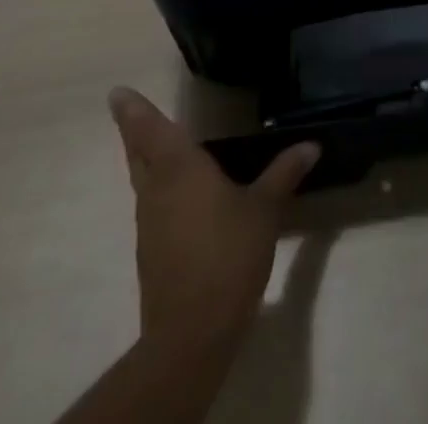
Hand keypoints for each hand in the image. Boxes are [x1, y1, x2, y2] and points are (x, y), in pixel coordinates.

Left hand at [108, 88, 319, 352]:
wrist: (192, 333)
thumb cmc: (228, 255)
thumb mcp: (265, 209)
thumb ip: (284, 173)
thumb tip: (311, 145)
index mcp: (180, 169)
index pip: (151, 130)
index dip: (134, 110)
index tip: (117, 93)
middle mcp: (157, 191)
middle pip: (139, 154)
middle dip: (134, 131)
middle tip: (129, 110)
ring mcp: (150, 224)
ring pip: (143, 181)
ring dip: (147, 161)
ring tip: (161, 147)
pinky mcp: (152, 253)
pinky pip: (153, 207)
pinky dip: (161, 191)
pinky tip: (180, 196)